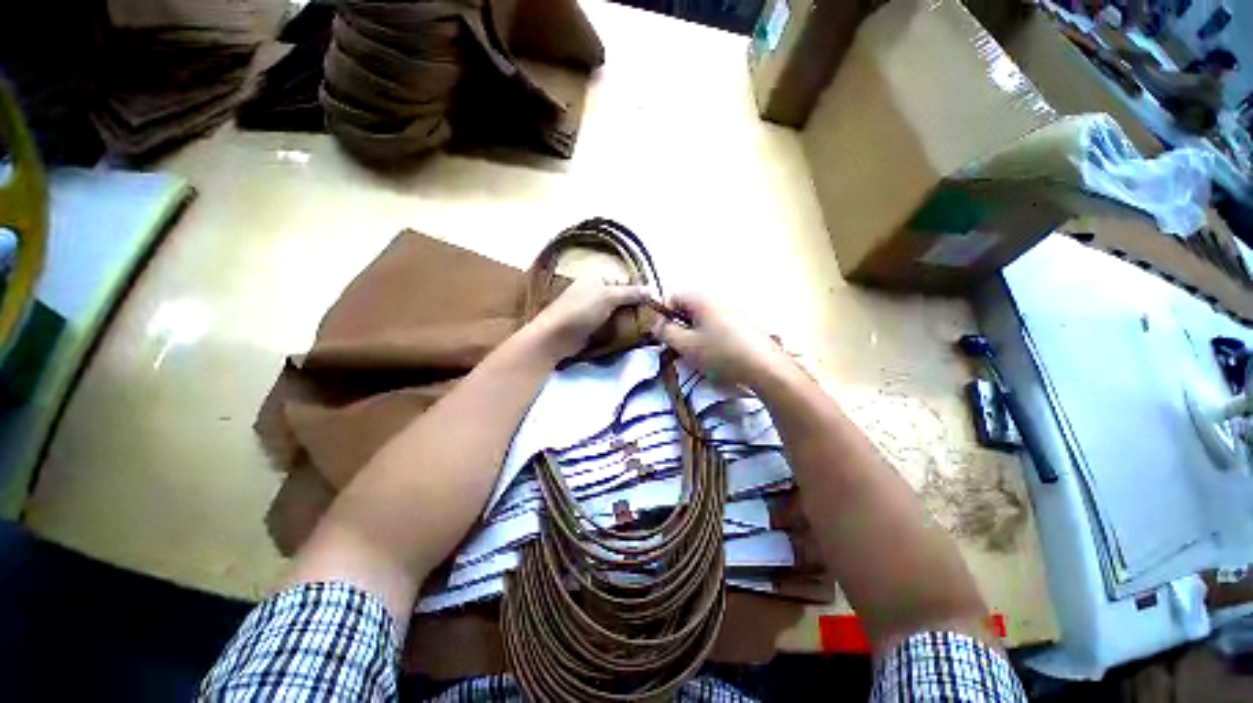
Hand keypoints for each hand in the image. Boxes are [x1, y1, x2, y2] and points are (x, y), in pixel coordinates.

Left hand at [530, 278, 648, 359]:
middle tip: (650, 320)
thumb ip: (630, 293)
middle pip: (622, 299)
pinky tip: (630, 335)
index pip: (624, 282)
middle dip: (635, 308)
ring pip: (618, 313)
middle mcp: (595, 292)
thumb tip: (651, 289)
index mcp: (597, 279)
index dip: (638, 292)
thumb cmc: (581, 311)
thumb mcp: (607, 297)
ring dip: (629, 321)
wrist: (556, 337)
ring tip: (644, 329)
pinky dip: (620, 330)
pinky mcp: (592, 327)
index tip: (652, 305)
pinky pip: (611, 325)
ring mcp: (593, 311)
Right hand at [651, 293, 791, 388]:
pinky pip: (718, 323)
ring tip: (695, 352)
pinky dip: (709, 334)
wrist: (765, 367)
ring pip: (703, 317)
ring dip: (693, 331)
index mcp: (702, 299)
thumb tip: (657, 325)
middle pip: (689, 306)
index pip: (673, 296)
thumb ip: (667, 333)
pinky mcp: (744, 323)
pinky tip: (715, 353)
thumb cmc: (721, 353)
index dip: (662, 314)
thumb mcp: (687, 345)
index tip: (661, 333)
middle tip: (677, 345)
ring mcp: (734, 310)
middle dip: (678, 324)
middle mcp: (718, 299)